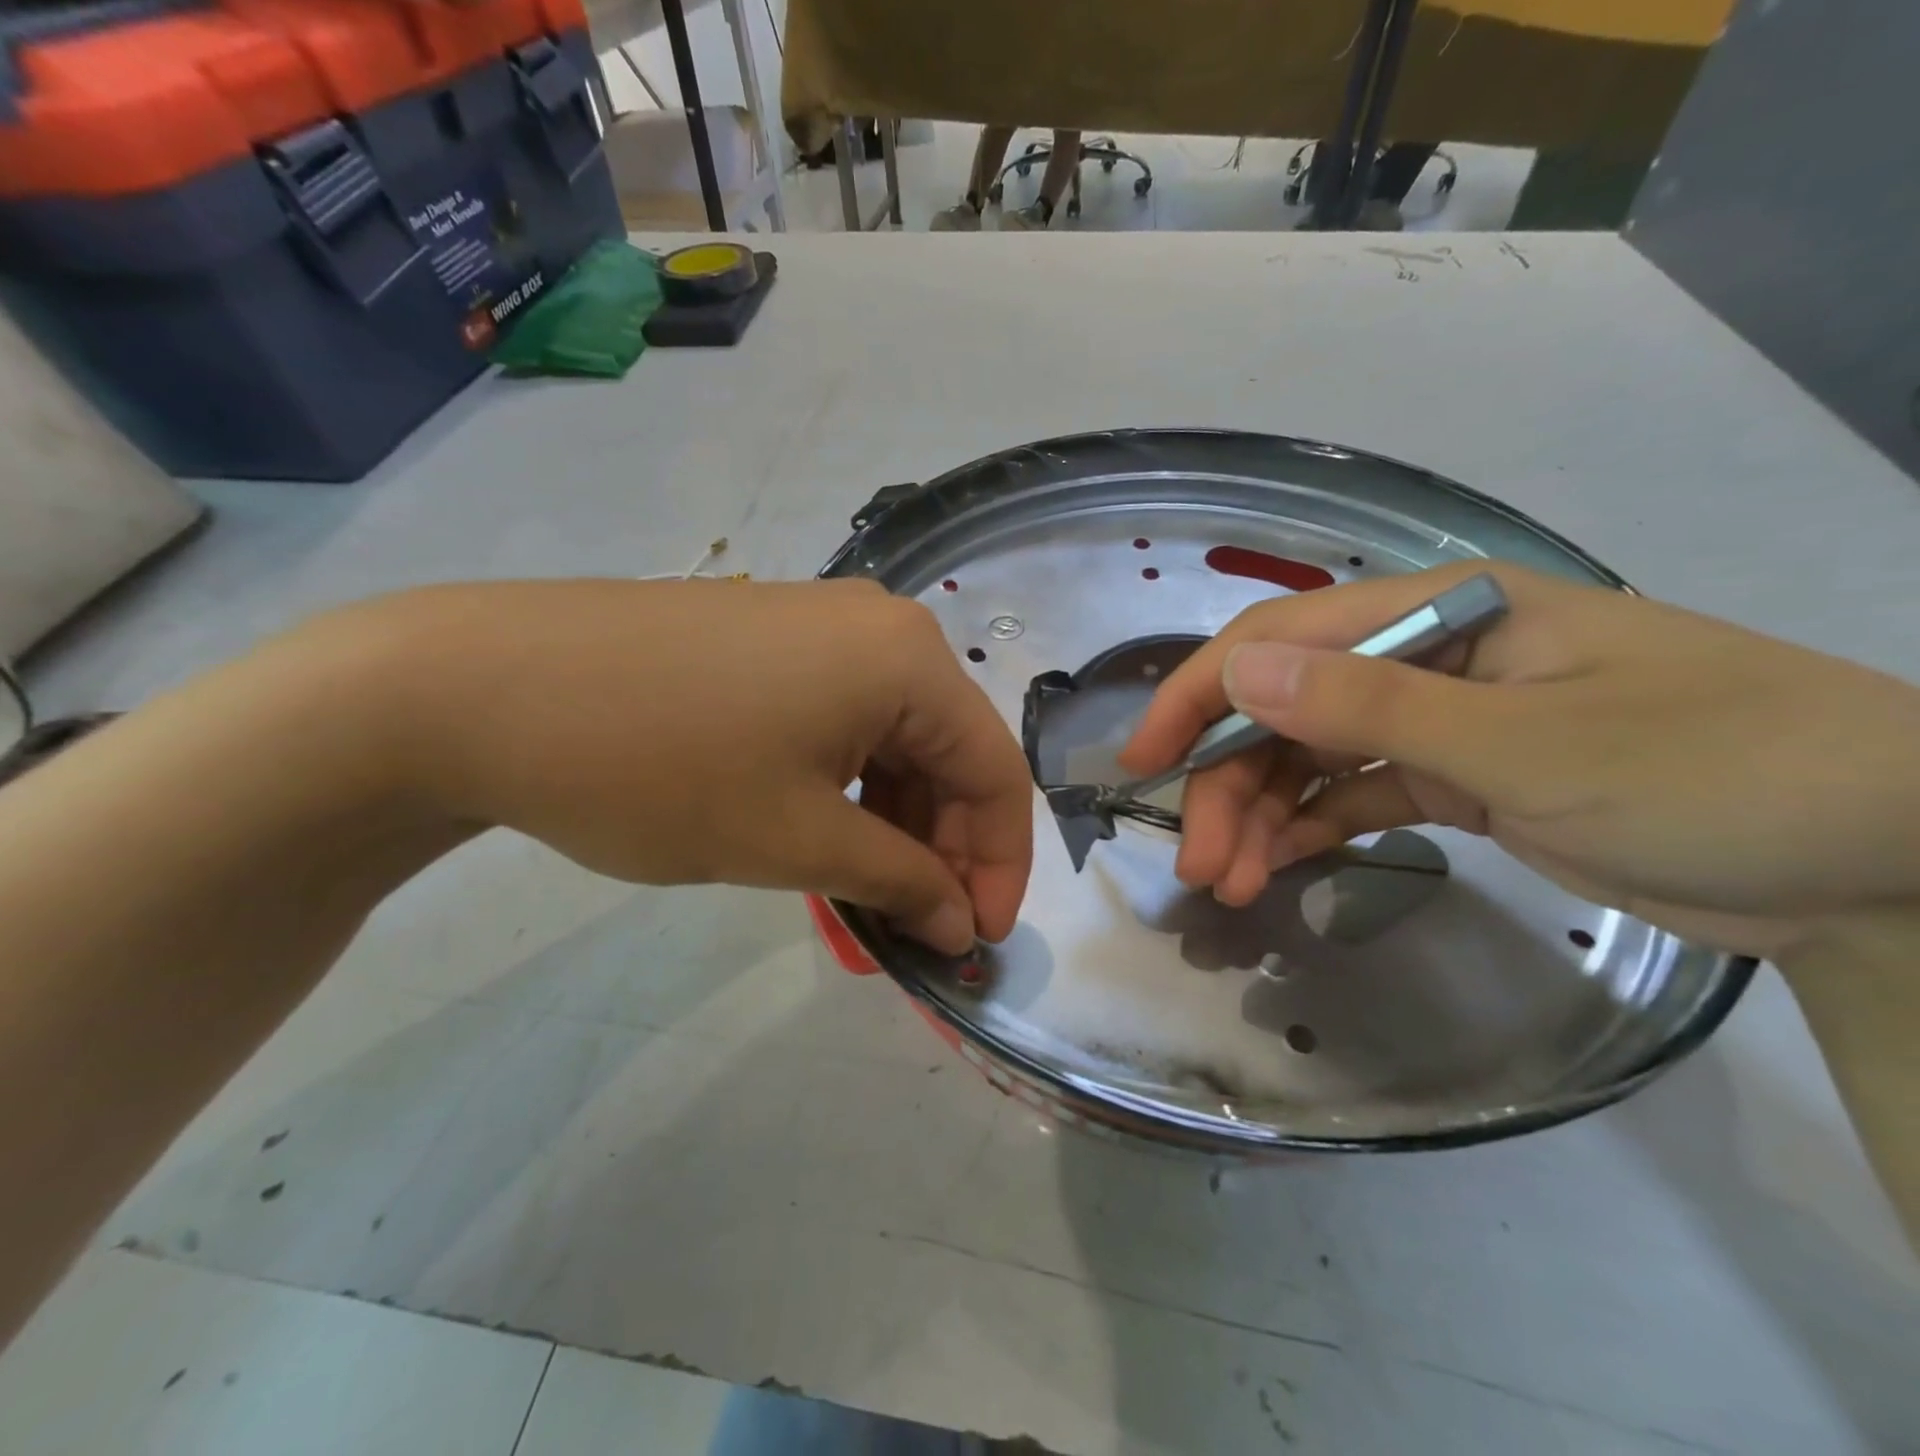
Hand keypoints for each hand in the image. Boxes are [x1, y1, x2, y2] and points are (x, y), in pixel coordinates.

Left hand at [341, 578, 1031, 952]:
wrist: (479, 687)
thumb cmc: (659, 768)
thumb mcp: (797, 840)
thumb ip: (900, 882)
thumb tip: (963, 924)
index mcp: (909, 659)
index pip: (996, 771)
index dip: (1000, 866)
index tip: (978, 942)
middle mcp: (882, 627)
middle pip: (949, 751)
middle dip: (945, 847)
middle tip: (916, 927)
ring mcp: (823, 625)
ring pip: (896, 739)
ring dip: (896, 821)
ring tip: (865, 891)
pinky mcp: (773, 638)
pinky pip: (846, 719)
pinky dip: (852, 785)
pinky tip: (824, 831)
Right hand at [1119, 562, 1919, 960]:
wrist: (1889, 859)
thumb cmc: (1716, 771)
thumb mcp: (1526, 743)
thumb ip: (1370, 705)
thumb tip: (1237, 669)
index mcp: (1439, 612)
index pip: (1282, 638)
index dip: (1201, 693)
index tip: (1144, 761)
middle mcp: (1423, 655)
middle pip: (1286, 708)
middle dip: (1230, 783)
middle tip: (1200, 864)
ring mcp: (1438, 718)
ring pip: (1312, 756)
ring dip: (1262, 815)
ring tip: (1232, 884)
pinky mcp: (1455, 776)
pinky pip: (1354, 794)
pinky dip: (1310, 828)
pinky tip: (1277, 866)